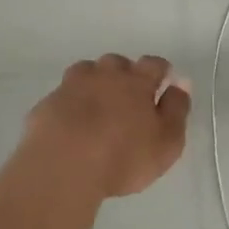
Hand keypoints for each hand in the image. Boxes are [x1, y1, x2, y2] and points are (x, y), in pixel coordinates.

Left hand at [24, 55, 191, 198]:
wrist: (62, 166)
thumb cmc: (123, 156)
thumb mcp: (166, 141)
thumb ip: (177, 110)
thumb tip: (181, 83)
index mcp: (136, 81)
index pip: (153, 64)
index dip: (160, 70)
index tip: (163, 80)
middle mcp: (104, 74)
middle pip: (117, 63)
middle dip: (125, 74)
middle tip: (128, 97)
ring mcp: (72, 86)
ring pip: (87, 72)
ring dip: (95, 82)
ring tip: (98, 105)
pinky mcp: (47, 103)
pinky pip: (64, 95)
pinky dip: (70, 103)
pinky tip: (72, 122)